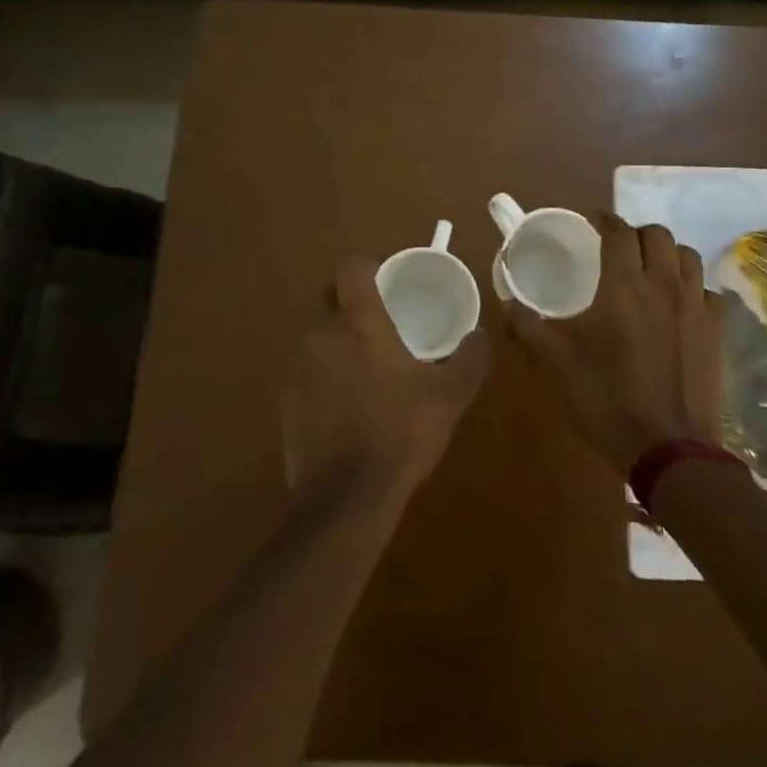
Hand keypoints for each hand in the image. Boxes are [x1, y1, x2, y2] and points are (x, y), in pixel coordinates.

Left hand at [283, 255, 491, 504]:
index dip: (367, 267)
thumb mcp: (450, 397)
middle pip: (332, 301)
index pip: (350, 267)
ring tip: (369, 374)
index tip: (386, 283)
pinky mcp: (286, 400)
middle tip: (384, 329)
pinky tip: (347, 408)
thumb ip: (470, 359)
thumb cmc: (400, 434)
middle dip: (355, 307)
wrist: (345, 498)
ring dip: (340, 346)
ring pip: (320, 338)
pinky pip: (308, 372)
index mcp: (359, 323)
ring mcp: (298, 368)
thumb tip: (480, 335)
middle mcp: (321, 335)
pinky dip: (325, 378)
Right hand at [503, 213, 723, 475]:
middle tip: (618, 247)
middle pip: (657, 235)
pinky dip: (693, 286)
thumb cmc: (607, 400)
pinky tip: (680, 303)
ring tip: (650, 268)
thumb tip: (506, 303)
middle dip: (635, 233)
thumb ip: (528, 327)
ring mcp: (695, 306)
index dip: (604, 219)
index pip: (618, 232)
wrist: (668, 448)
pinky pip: (708, 291)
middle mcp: (663, 284)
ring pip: (687, 256)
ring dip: (666, 253)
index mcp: (624, 285)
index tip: (592, 219)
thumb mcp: (557, 363)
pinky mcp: (717, 331)